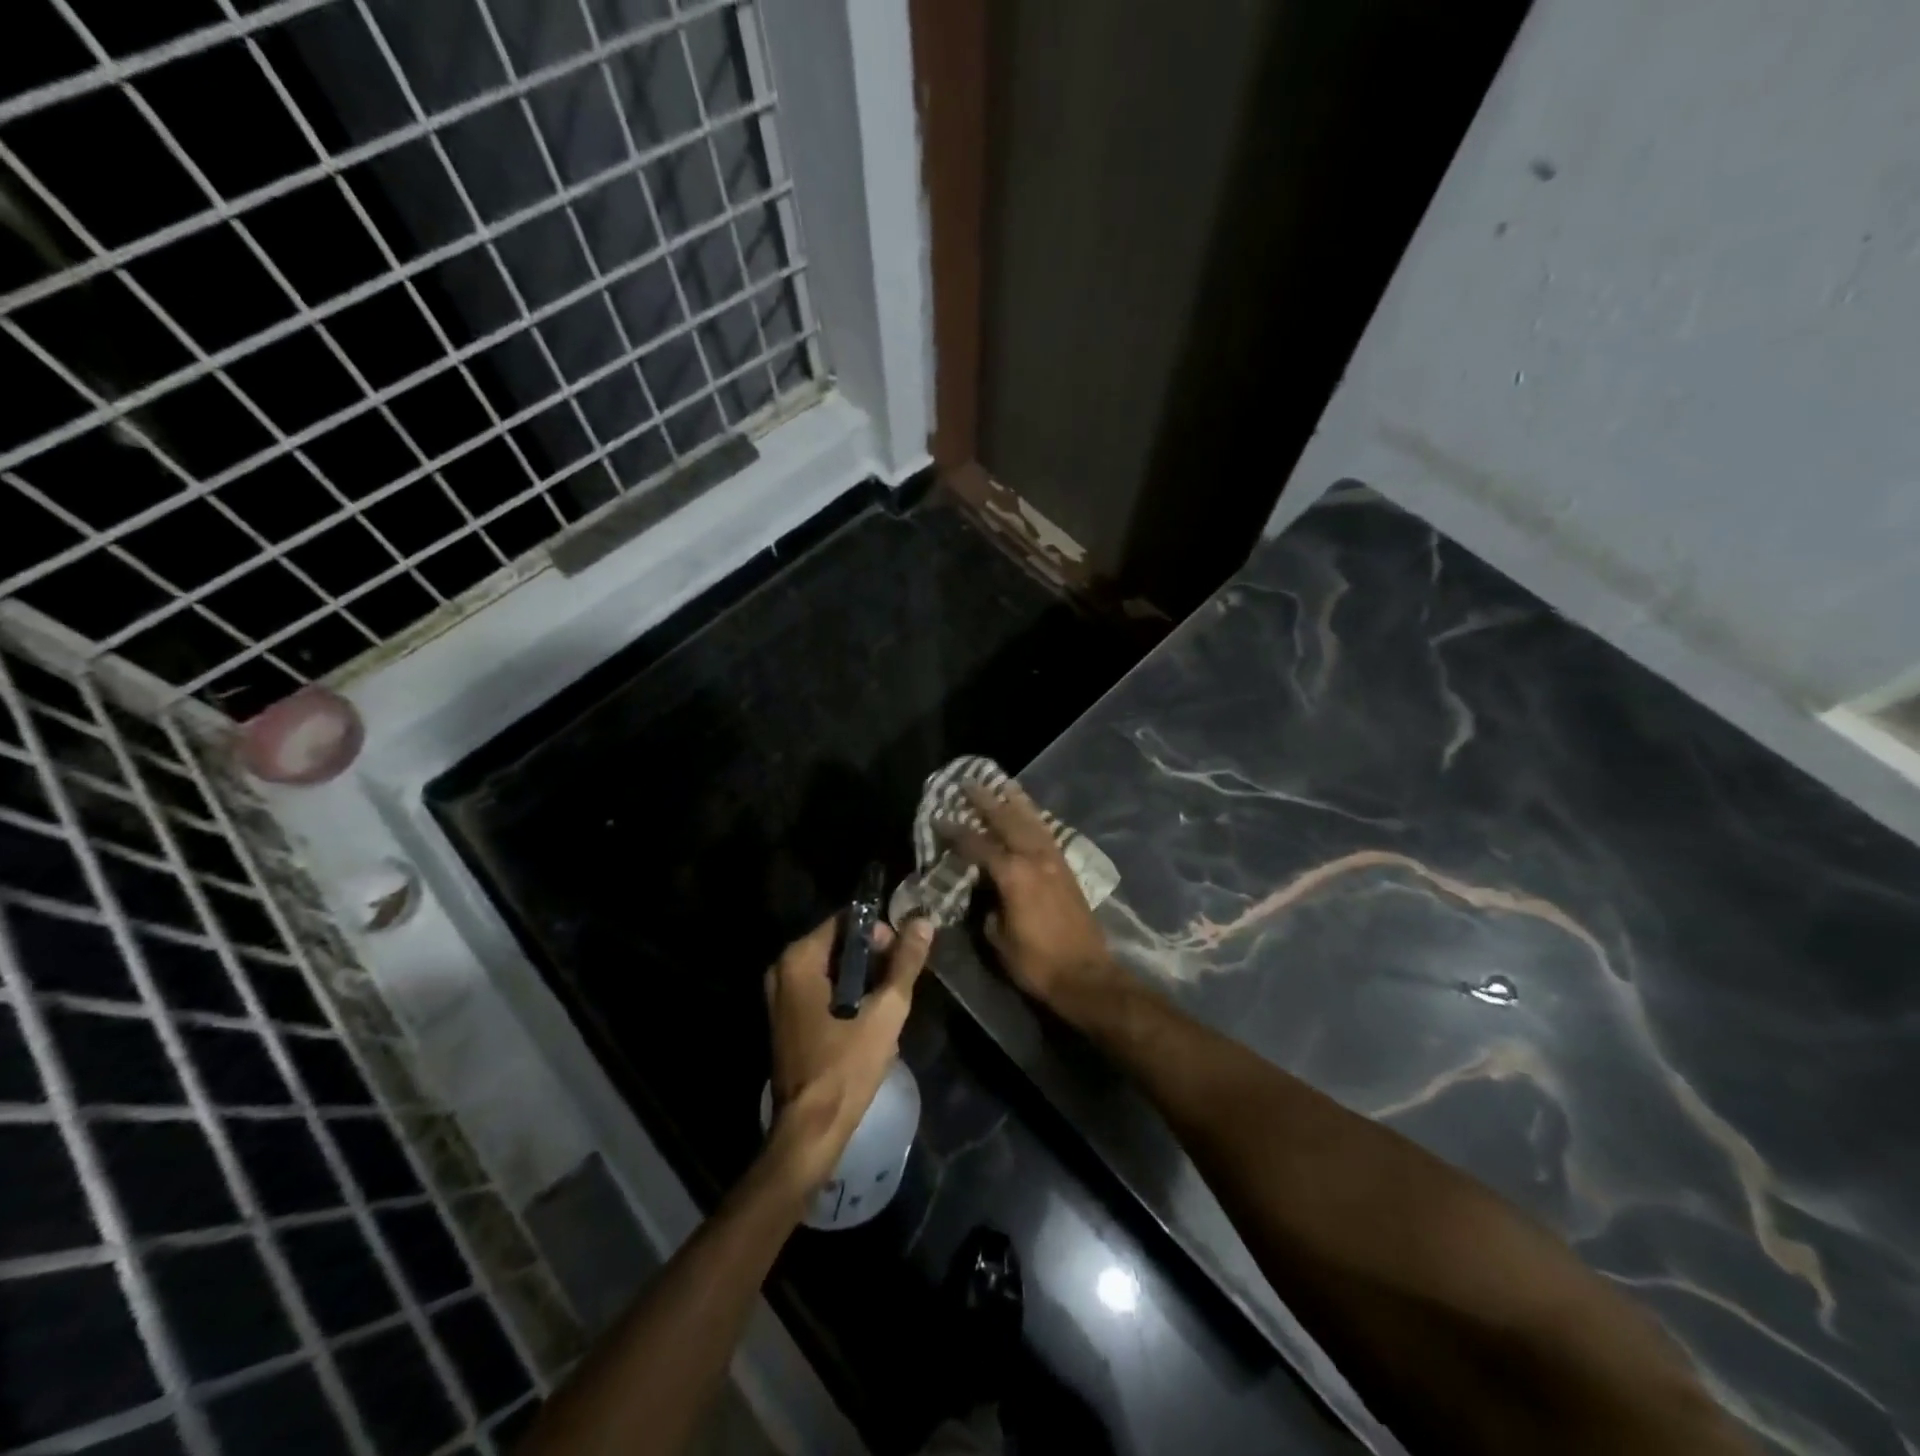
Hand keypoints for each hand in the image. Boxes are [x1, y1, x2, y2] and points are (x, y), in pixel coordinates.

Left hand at [763, 913, 933, 1193]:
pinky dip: (846, 995)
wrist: (811, 1129)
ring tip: (888, 1003)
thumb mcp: (886, 1011)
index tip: (902, 956)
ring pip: (832, 968)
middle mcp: (783, 970)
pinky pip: (822, 989)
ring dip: (863, 979)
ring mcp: (780, 995)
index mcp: (799, 959)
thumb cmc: (847, 1066)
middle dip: (873, 958)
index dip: (879, 932)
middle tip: (899, 982)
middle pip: (838, 943)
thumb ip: (905, 963)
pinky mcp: (786, 1018)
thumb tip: (922, 922)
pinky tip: (869, 1019)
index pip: (846, 921)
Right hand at [940, 781, 1118, 1010]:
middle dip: (986, 801)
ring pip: (1032, 821)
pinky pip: (1047, 833)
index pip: (977, 845)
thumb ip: (987, 906)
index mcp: (1013, 874)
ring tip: (1003, 783)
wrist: (1085, 975)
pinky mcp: (1067, 869)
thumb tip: (984, 890)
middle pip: (1007, 820)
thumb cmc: (1036, 962)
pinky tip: (1029, 814)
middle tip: (969, 783)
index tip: (939, 818)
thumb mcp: (997, 937)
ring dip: (1015, 801)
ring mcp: (1054, 861)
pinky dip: (1035, 818)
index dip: (956, 831)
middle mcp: (1034, 858)